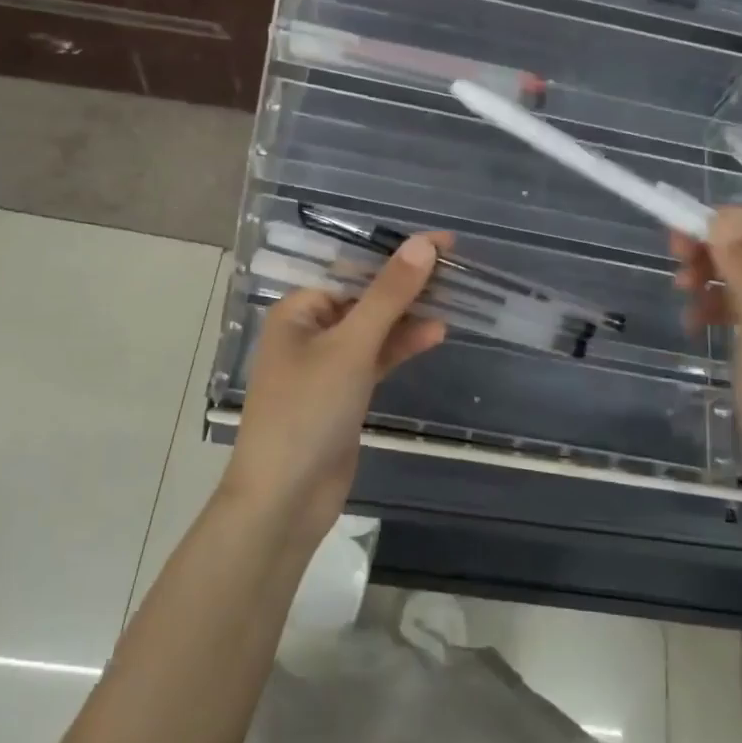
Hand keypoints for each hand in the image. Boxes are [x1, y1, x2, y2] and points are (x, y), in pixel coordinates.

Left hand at [221, 233, 450, 544]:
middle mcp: (309, 330)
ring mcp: (327, 364)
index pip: (354, 269)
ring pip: (374, 328)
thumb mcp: (351, 346)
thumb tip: (423, 244)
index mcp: (298, 310)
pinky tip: (435, 334)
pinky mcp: (343, 393)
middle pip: (366, 297)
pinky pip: (376, 358)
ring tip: (454, 300)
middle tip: (456, 268)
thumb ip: (388, 295)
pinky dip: (401, 346)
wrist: (285, 499)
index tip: (443, 243)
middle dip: (408, 284)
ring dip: (409, 316)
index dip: (398, 254)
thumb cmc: (308, 411)